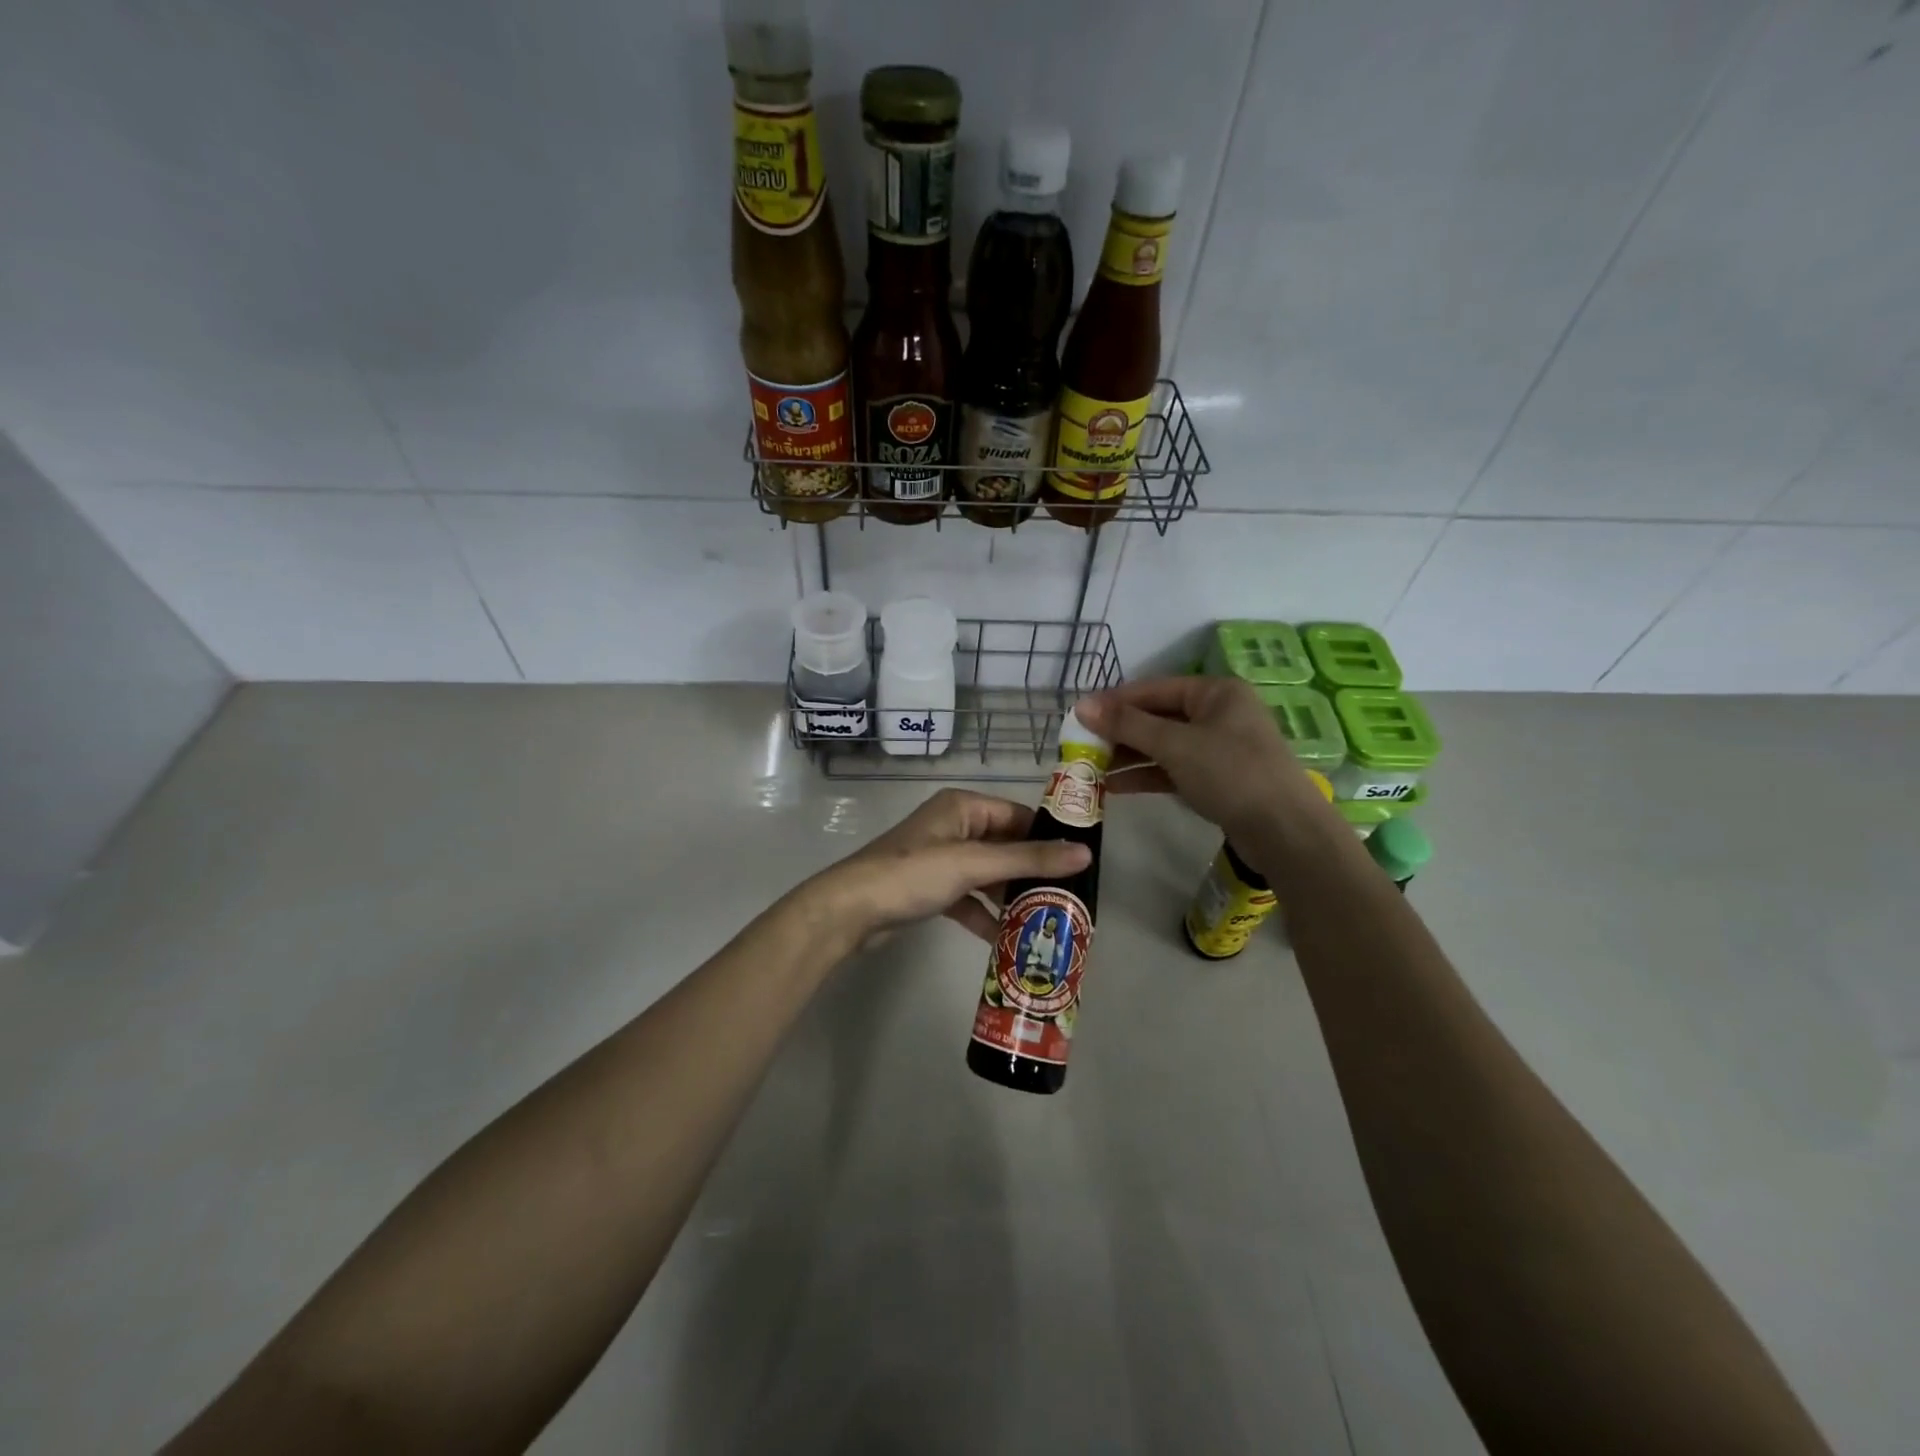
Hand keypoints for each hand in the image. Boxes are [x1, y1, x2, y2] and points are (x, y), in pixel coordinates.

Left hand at [808, 788, 1091, 944]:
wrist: (850, 910)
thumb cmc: (913, 875)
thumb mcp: (973, 864)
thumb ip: (1028, 860)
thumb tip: (1086, 853)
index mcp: (963, 807)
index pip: (1019, 816)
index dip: (1049, 837)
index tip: (1081, 864)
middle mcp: (954, 826)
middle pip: (1006, 846)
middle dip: (1033, 872)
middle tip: (1069, 899)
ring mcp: (941, 858)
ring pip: (988, 874)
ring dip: (1011, 896)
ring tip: (1047, 921)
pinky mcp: (931, 888)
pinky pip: (968, 897)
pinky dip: (985, 914)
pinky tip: (1005, 938)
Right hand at [1075, 676, 1332, 845]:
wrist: (1285, 831)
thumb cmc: (1231, 773)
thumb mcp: (1175, 745)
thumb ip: (1127, 725)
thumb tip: (1081, 706)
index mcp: (1215, 692)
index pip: (1153, 689)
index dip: (1114, 702)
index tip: (1079, 717)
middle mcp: (1218, 713)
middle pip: (1157, 717)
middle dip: (1119, 733)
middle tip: (1081, 746)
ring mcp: (1219, 747)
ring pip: (1163, 745)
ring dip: (1128, 756)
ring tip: (1090, 769)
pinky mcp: (1217, 778)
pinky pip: (1173, 769)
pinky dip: (1146, 776)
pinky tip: (1115, 787)